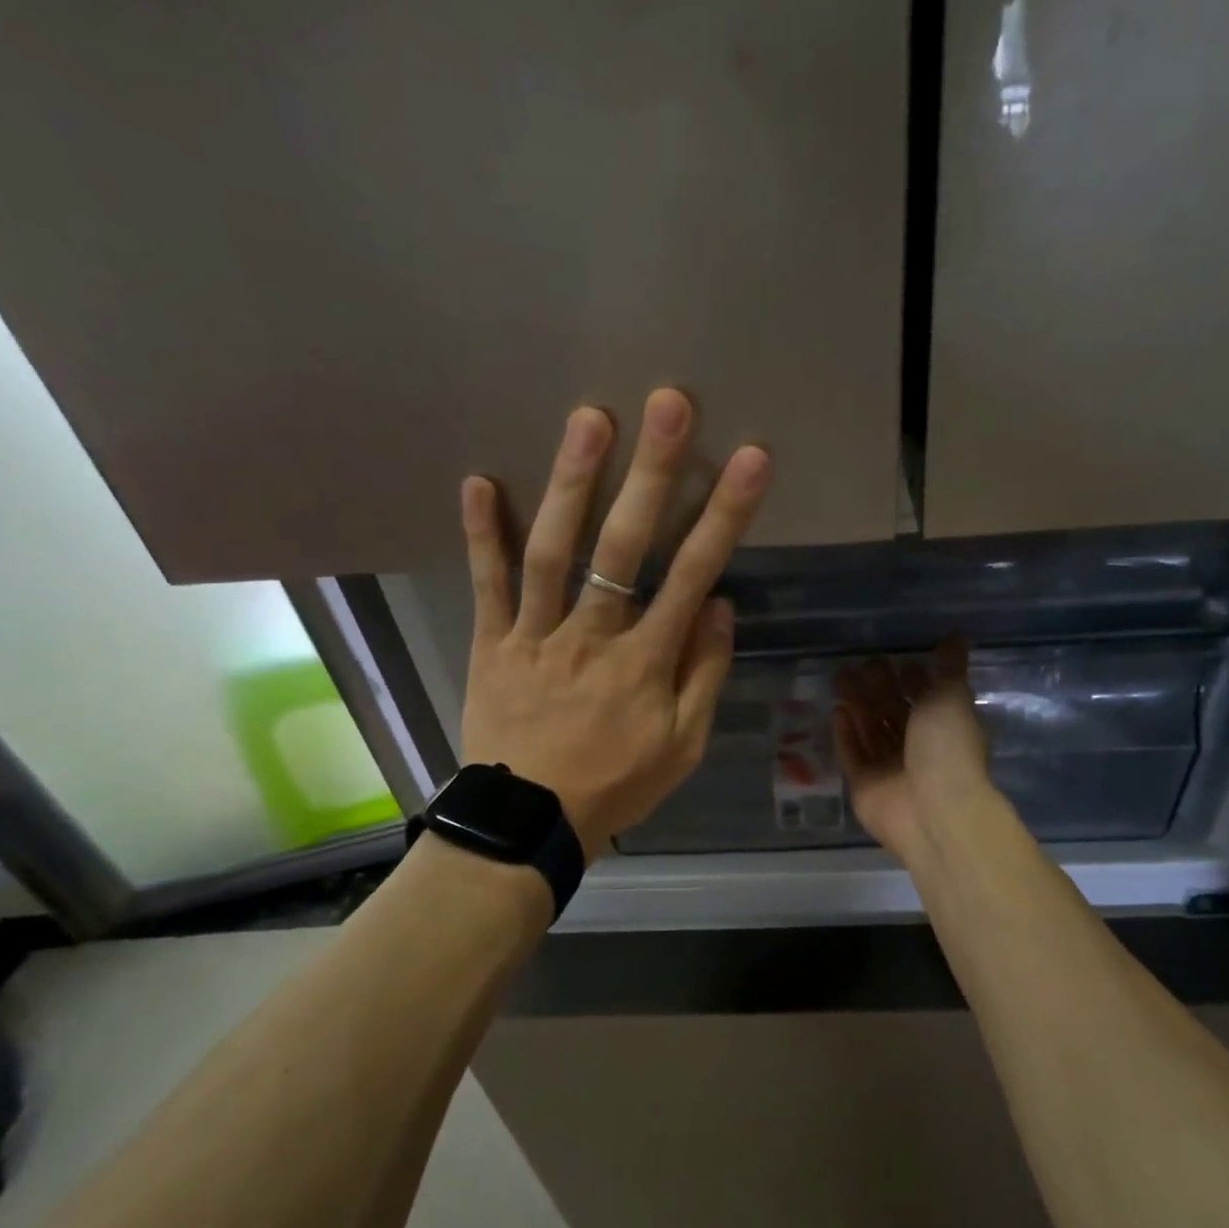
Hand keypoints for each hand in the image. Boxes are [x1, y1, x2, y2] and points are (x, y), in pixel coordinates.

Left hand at [459, 389, 771, 858]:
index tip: (749, 460)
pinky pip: (487, 585)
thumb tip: (717, 607)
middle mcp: (593, 635)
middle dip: (651, 473)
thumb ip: (704, 675)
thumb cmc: (616, 783)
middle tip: (667, 405)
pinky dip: (482, 534)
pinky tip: (479, 481)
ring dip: (572, 482)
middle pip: (624, 547)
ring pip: (554, 551)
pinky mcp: (493, 644)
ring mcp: (536, 635)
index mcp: (646, 662)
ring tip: (589, 418)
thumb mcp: (683, 746)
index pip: (693, 575)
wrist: (530, 822)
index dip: (724, 515)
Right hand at [834, 639, 992, 864]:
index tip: (897, 659)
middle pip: (894, 714)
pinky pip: (853, 756)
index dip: (914, 680)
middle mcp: (919, 750)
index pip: (927, 699)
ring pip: (871, 731)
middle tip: (860, 663)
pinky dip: (846, 735)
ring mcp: (891, 770)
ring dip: (858, 706)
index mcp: (946, 729)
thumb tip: (957, 636)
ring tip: (840, 678)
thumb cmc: (947, 748)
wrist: (933, 810)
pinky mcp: (865, 786)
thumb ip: (949, 668)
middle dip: (878, 689)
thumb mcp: (951, 698)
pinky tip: (837, 712)